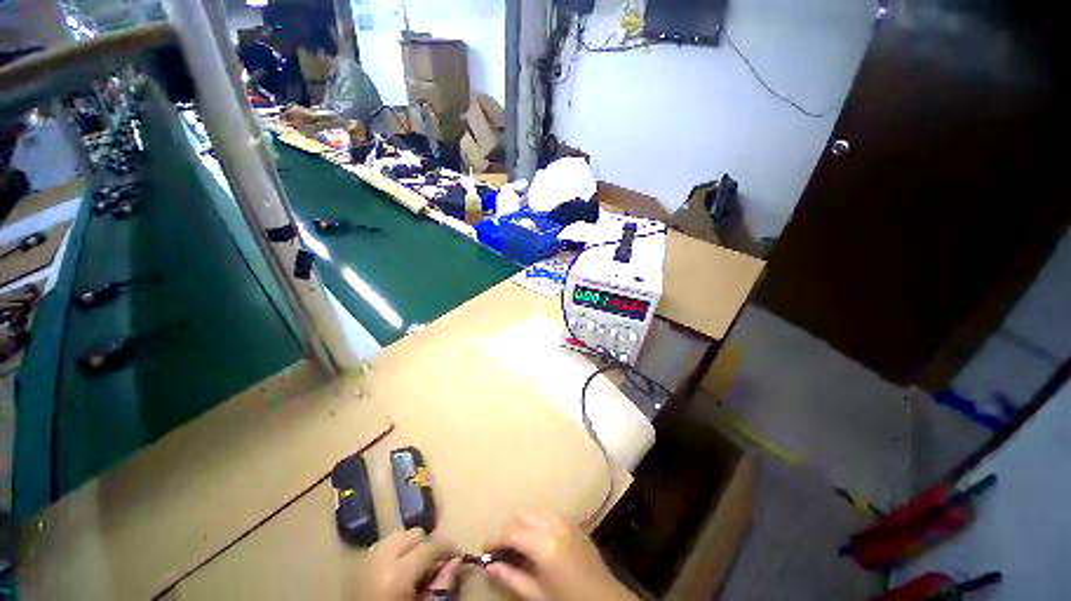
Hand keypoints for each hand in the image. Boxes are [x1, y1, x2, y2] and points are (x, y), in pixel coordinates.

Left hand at [366, 528, 459, 600]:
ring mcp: (367, 558)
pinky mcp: (359, 562)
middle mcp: (381, 558)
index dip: (448, 549)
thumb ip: (441, 585)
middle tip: (434, 566)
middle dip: (428, 546)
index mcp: (397, 574)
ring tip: (416, 567)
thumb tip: (457, 561)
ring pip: (399, 535)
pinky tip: (398, 568)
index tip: (457, 556)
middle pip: (415, 534)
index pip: (431, 546)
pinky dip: (395, 550)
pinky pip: (384, 544)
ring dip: (411, 546)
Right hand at [484, 511, 635, 600]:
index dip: (496, 540)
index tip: (485, 550)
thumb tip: (488, 567)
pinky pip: (549, 514)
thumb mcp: (538, 595)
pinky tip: (538, 540)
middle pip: (523, 515)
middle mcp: (554, 524)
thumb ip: (511, 579)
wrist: (605, 598)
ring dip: (524, 523)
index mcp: (544, 544)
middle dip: (510, 529)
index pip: (512, 533)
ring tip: (519, 545)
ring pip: (536, 511)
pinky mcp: (574, 522)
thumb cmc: (568, 600)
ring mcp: (566, 520)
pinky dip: (538, 522)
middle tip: (503, 549)